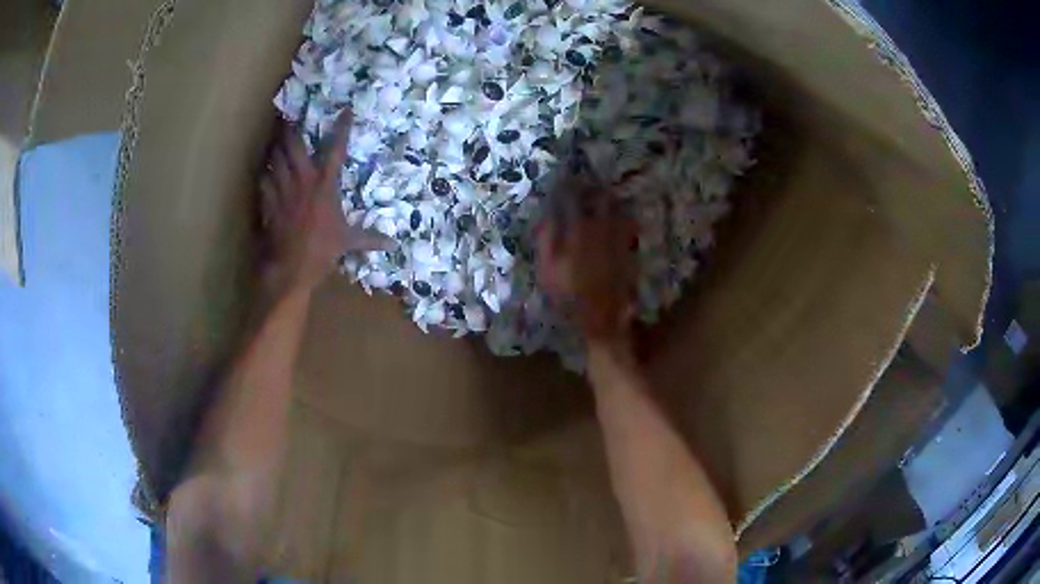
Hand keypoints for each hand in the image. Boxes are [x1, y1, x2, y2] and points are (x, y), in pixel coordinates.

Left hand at [260, 110, 392, 294]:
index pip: (337, 149)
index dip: (342, 128)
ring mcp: (283, 190)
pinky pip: (263, 181)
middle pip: (293, 146)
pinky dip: (264, 175)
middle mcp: (303, 180)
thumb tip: (392, 244)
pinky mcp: (269, 202)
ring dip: (274, 149)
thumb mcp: (348, 243)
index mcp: (326, 185)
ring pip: (275, 159)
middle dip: (289, 130)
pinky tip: (265, 173)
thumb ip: (369, 239)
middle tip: (287, 118)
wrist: (291, 267)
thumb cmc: (322, 251)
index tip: (346, 111)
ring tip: (274, 141)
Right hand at [536, 183, 636, 347]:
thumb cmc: (568, 296)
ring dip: (608, 198)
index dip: (566, 188)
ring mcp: (617, 239)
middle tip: (586, 183)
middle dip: (592, 188)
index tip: (562, 180)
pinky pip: (628, 225)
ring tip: (603, 192)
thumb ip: (547, 240)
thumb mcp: (547, 271)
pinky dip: (624, 216)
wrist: (601, 318)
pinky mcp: (628, 250)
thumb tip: (548, 217)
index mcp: (577, 232)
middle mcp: (600, 229)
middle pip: (598, 200)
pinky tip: (621, 214)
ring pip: (615, 209)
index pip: (571, 201)